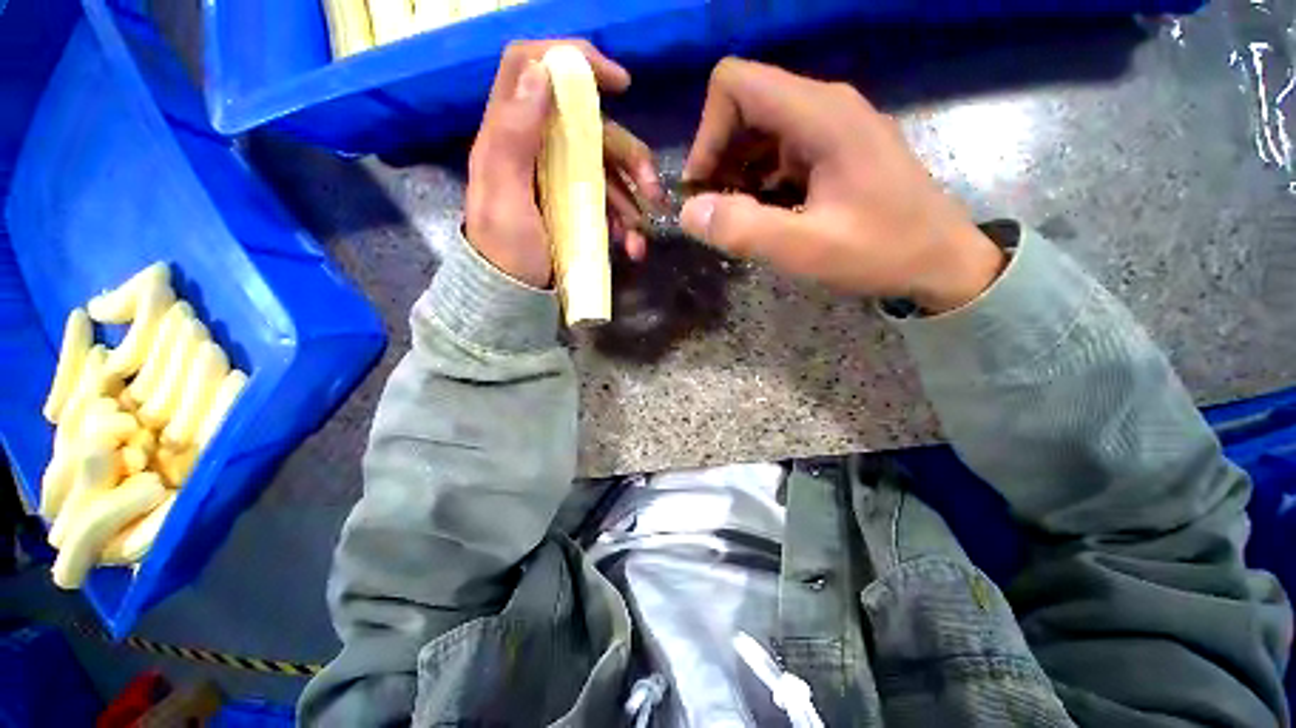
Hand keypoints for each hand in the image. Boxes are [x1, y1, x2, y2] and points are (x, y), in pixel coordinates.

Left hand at [466, 41, 659, 288]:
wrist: (512, 297)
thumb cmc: (506, 251)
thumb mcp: (502, 197)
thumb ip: (513, 135)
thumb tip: (540, 72)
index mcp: (512, 135)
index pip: (534, 67)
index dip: (576, 61)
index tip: (621, 83)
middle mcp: (539, 150)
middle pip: (591, 128)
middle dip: (630, 157)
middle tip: (653, 192)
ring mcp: (561, 180)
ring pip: (608, 168)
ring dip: (633, 199)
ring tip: (641, 236)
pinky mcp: (576, 207)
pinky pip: (609, 202)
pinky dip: (626, 223)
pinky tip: (632, 246)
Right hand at [681, 59, 1004, 312]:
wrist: (942, 262)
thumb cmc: (882, 252)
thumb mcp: (807, 248)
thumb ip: (744, 229)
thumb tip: (688, 212)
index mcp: (821, 115)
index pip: (736, 85)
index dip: (707, 132)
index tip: (703, 187)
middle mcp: (825, 106)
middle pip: (745, 106)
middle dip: (718, 157)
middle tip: (716, 209)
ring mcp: (832, 127)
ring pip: (760, 130)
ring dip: (737, 171)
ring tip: (740, 216)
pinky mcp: (835, 150)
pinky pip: (780, 151)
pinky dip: (759, 180)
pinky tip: (766, 213)